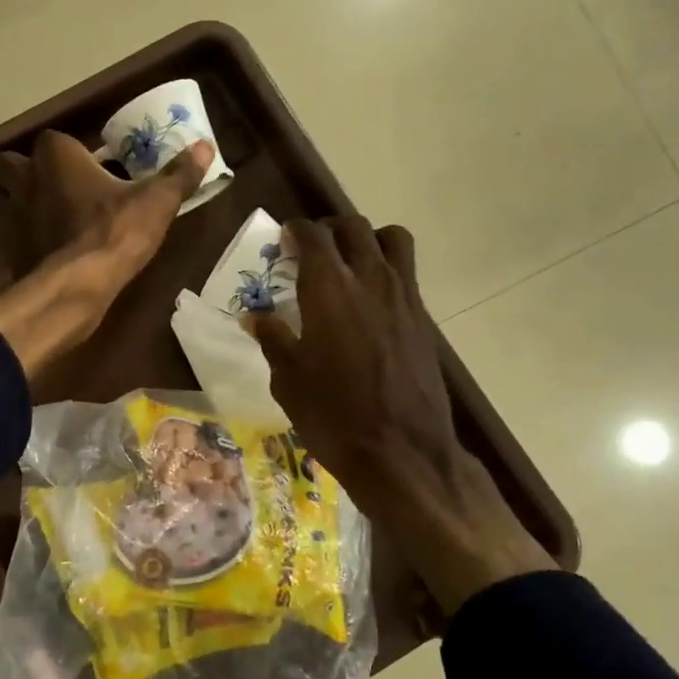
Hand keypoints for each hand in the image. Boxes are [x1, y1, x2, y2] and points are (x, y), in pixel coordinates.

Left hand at [0, 130, 213, 378]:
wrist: (77, 287)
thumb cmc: (115, 232)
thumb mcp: (156, 203)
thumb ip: (178, 175)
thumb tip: (205, 146)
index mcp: (55, 155)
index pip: (56, 139)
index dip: (72, 153)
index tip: (94, 168)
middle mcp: (25, 178)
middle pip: (13, 165)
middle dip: (29, 173)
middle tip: (60, 189)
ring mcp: (12, 216)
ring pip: (7, 200)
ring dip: (24, 206)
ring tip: (54, 220)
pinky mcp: (9, 250)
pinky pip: (14, 237)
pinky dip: (26, 241)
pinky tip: (50, 252)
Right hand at [250, 218, 554, 614]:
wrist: (401, 451)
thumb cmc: (332, 415)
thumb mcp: (288, 380)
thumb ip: (273, 339)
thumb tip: (254, 317)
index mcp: (329, 289)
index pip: (313, 236)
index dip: (296, 230)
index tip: (284, 238)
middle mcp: (370, 280)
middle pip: (354, 228)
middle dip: (329, 229)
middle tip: (311, 249)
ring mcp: (403, 297)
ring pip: (391, 240)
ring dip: (367, 240)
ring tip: (350, 263)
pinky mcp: (423, 318)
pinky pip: (406, 273)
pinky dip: (386, 270)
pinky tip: (369, 303)